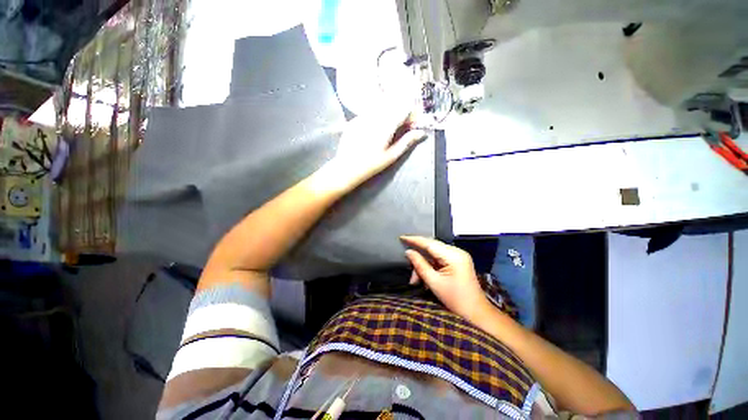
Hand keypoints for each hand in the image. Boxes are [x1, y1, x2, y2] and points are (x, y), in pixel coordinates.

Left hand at [328, 106, 426, 188]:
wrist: (346, 169)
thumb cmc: (371, 165)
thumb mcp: (391, 156)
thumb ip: (407, 142)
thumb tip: (421, 133)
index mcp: (385, 125)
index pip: (404, 109)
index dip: (412, 114)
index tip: (413, 124)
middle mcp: (374, 116)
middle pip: (393, 104)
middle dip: (401, 113)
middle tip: (402, 127)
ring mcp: (362, 117)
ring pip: (380, 107)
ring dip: (389, 114)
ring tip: (388, 130)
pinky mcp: (353, 120)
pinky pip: (369, 113)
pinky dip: (376, 118)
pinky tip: (374, 131)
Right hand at [401, 236, 490, 321]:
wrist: (476, 313)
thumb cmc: (455, 300)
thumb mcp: (434, 282)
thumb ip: (420, 264)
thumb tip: (408, 252)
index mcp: (453, 256)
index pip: (430, 243)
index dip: (414, 240)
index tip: (402, 237)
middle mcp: (457, 252)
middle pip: (432, 248)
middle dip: (418, 258)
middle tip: (410, 271)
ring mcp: (459, 256)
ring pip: (434, 255)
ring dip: (424, 265)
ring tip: (416, 281)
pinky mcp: (458, 262)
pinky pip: (439, 259)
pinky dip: (431, 267)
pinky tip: (425, 278)